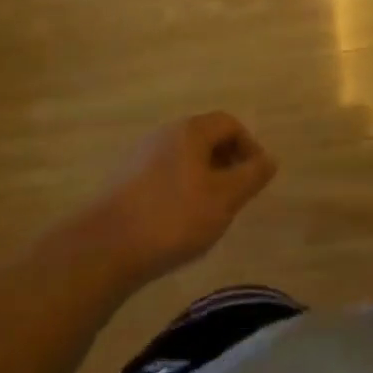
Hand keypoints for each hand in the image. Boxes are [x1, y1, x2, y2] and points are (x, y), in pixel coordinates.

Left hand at [95, 114, 276, 283]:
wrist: (103, 249)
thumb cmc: (173, 218)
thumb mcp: (224, 199)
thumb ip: (251, 177)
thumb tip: (270, 159)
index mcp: (190, 131)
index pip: (229, 123)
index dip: (249, 146)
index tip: (255, 178)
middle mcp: (164, 134)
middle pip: (205, 138)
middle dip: (226, 162)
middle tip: (235, 195)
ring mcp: (140, 156)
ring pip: (183, 157)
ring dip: (203, 177)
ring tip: (208, 211)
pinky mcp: (123, 181)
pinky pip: (163, 174)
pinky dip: (179, 188)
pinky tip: (177, 221)